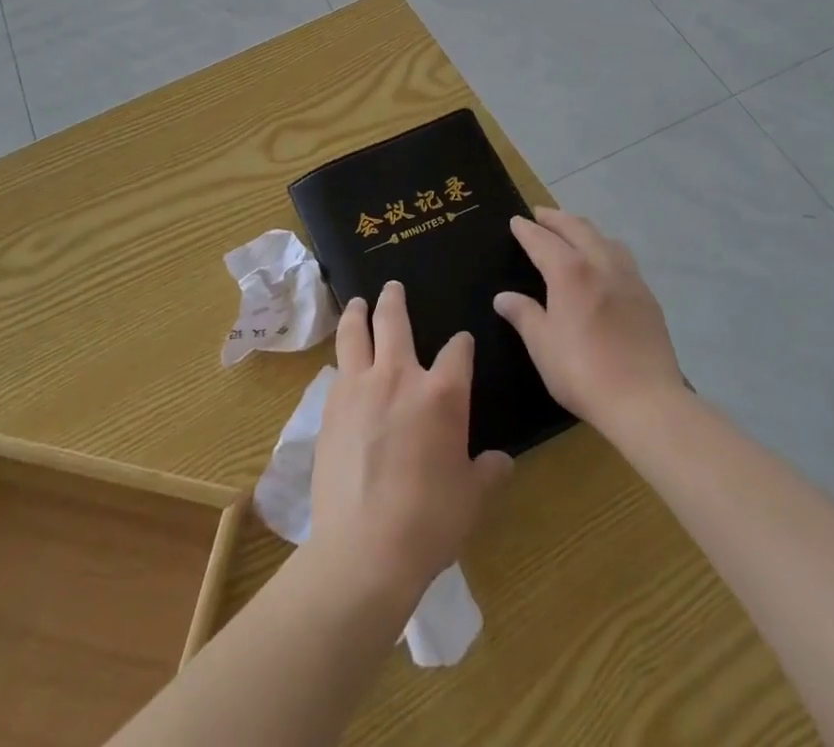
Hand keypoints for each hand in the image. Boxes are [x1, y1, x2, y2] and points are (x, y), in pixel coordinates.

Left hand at [310, 282, 511, 604]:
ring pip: (355, 333)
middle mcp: (399, 376)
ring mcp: (359, 387)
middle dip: (395, 300)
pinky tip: (342, 364)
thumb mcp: (471, 497)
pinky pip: (337, 369)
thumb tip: (502, 462)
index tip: (462, 344)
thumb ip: (487, 471)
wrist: (365, 547)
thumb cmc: (430, 521)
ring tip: (358, 304)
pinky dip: (342, 359)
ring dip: (358, 313)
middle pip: (394, 321)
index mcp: (443, 392)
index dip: (462, 345)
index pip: (457, 351)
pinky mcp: (331, 406)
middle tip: (392, 287)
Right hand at [495, 208, 685, 433]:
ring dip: (584, 229)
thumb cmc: (583, 372)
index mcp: (570, 271)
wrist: (646, 400)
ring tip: (573, 232)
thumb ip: (523, 315)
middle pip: (577, 228)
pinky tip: (604, 264)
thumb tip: (503, 297)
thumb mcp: (542, 345)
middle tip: (541, 214)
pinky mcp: (647, 296)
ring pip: (605, 238)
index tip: (516, 221)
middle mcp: (600, 264)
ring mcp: (629, 278)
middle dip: (556, 218)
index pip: (542, 240)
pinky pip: (623, 258)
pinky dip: (606, 249)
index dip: (527, 230)